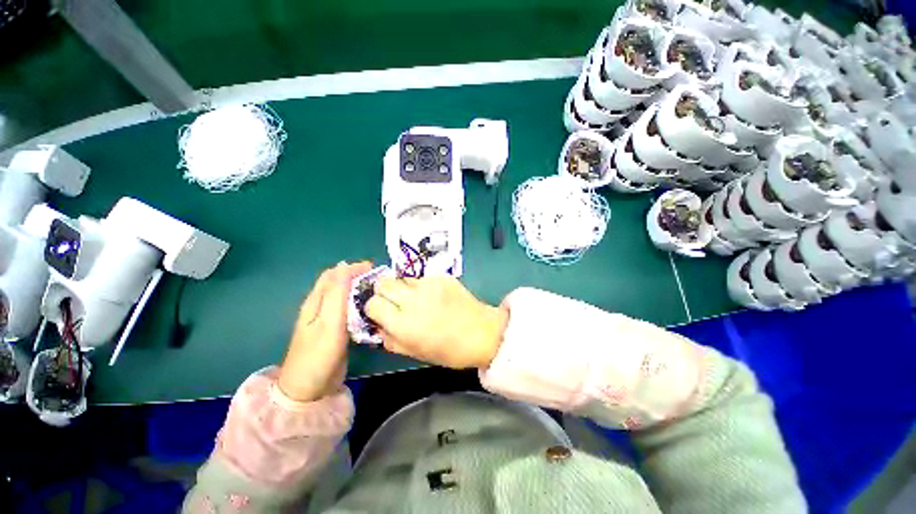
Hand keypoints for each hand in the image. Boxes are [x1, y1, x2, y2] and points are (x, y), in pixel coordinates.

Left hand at [277, 261, 371, 401]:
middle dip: (358, 276)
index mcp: (316, 301)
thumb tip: (345, 266)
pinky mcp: (336, 329)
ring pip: (345, 295)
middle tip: (380, 280)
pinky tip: (371, 308)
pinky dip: (360, 303)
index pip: (334, 274)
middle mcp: (321, 305)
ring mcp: (328, 318)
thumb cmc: (319, 354)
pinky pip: (349, 309)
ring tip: (379, 291)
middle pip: (339, 282)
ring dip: (360, 289)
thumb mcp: (329, 321)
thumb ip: (337, 293)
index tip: (375, 269)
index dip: (354, 268)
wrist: (309, 389)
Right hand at [365, 276, 508, 368]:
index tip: (381, 312)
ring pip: (402, 277)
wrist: (482, 333)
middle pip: (383, 283)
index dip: (374, 308)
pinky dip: (421, 284)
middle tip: (395, 301)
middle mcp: (413, 300)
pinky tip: (433, 295)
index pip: (372, 304)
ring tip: (416, 298)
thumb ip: (391, 340)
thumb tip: (378, 325)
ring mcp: (429, 285)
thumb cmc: (449, 350)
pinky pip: (422, 276)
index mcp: (404, 324)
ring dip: (403, 287)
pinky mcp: (442, 276)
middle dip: (384, 292)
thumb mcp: (416, 353)